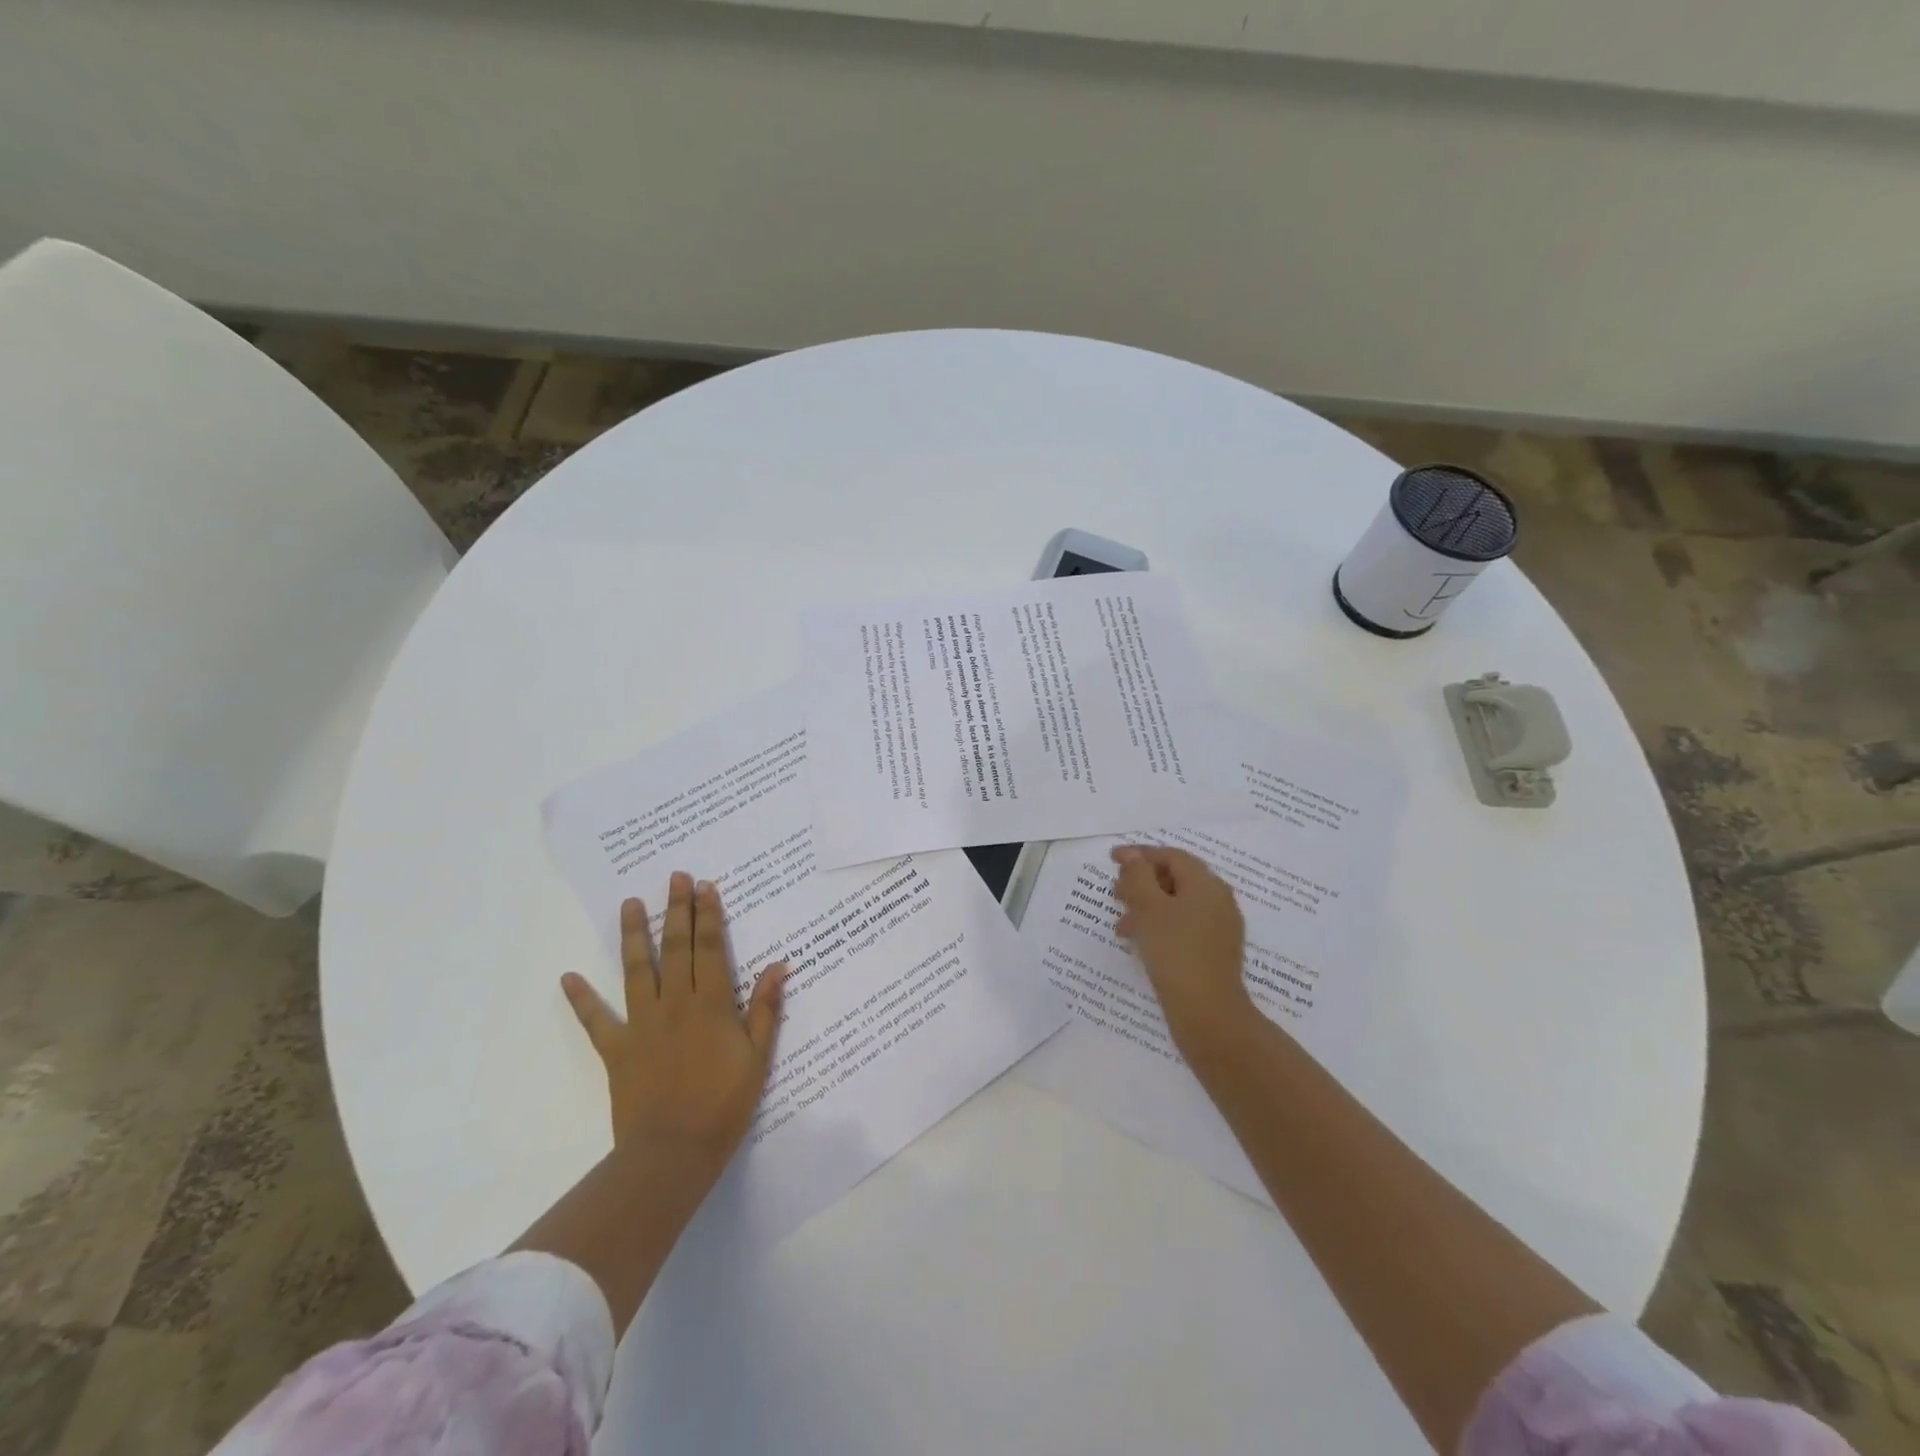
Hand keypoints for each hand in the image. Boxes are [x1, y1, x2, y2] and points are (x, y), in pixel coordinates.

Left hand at [561, 872, 786, 1182]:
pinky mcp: (616, 1050)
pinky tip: (567, 977)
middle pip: (677, 947)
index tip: (705, 886)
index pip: (712, 948)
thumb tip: (778, 965)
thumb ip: (766, 1009)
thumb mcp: (758, 1058)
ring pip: (638, 970)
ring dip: (635, 934)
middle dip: (677, 910)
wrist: (673, 1153)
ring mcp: (642, 1024)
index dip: (709, 915)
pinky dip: (582, 999)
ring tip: (631, 903)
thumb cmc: (724, 1105)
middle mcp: (676, 1003)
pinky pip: (596, 1020)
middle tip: (675, 877)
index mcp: (712, 1004)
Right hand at [1111, 845, 1254, 1053]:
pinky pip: (1183, 926)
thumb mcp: (1148, 908)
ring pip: (1177, 905)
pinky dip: (1159, 926)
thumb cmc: (1175, 952)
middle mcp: (1218, 900)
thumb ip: (1137, 876)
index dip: (1140, 854)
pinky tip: (1140, 943)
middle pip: (1176, 878)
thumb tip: (1132, 855)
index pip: (1171, 856)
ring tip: (1121, 926)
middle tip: (1115, 893)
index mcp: (1206, 884)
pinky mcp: (1214, 951)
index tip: (1112, 859)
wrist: (1208, 1013)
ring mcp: (1219, 927)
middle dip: (1142, 882)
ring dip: (1146, 907)